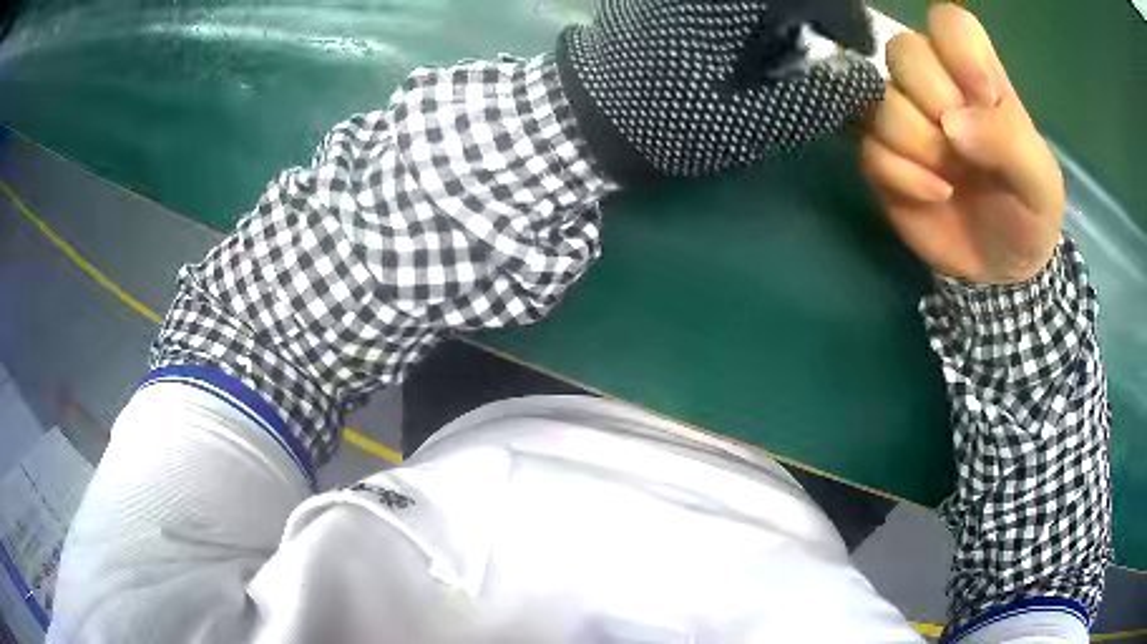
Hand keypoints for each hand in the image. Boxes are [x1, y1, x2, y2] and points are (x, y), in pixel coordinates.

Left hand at [557, 0, 884, 184]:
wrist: (587, 116)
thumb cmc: (670, 121)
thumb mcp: (754, 121)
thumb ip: (819, 97)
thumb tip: (866, 78)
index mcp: (733, 4)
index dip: (846, 18)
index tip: (855, 46)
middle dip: (817, 13)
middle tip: (824, 44)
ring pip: (763, 0)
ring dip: (786, 14)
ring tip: (785, 45)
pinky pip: (735, 3)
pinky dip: (757, 15)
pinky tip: (749, 35)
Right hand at [860, 4, 1064, 283]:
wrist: (1000, 271)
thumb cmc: (1029, 216)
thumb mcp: (1041, 185)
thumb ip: (1010, 143)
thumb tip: (953, 124)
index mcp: (978, 76)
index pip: (949, 22)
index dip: (957, 49)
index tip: (982, 97)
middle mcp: (936, 85)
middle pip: (903, 51)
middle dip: (934, 103)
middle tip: (962, 147)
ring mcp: (905, 120)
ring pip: (881, 102)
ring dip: (920, 149)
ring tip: (951, 180)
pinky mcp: (882, 159)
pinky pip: (870, 151)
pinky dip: (903, 178)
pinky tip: (934, 196)